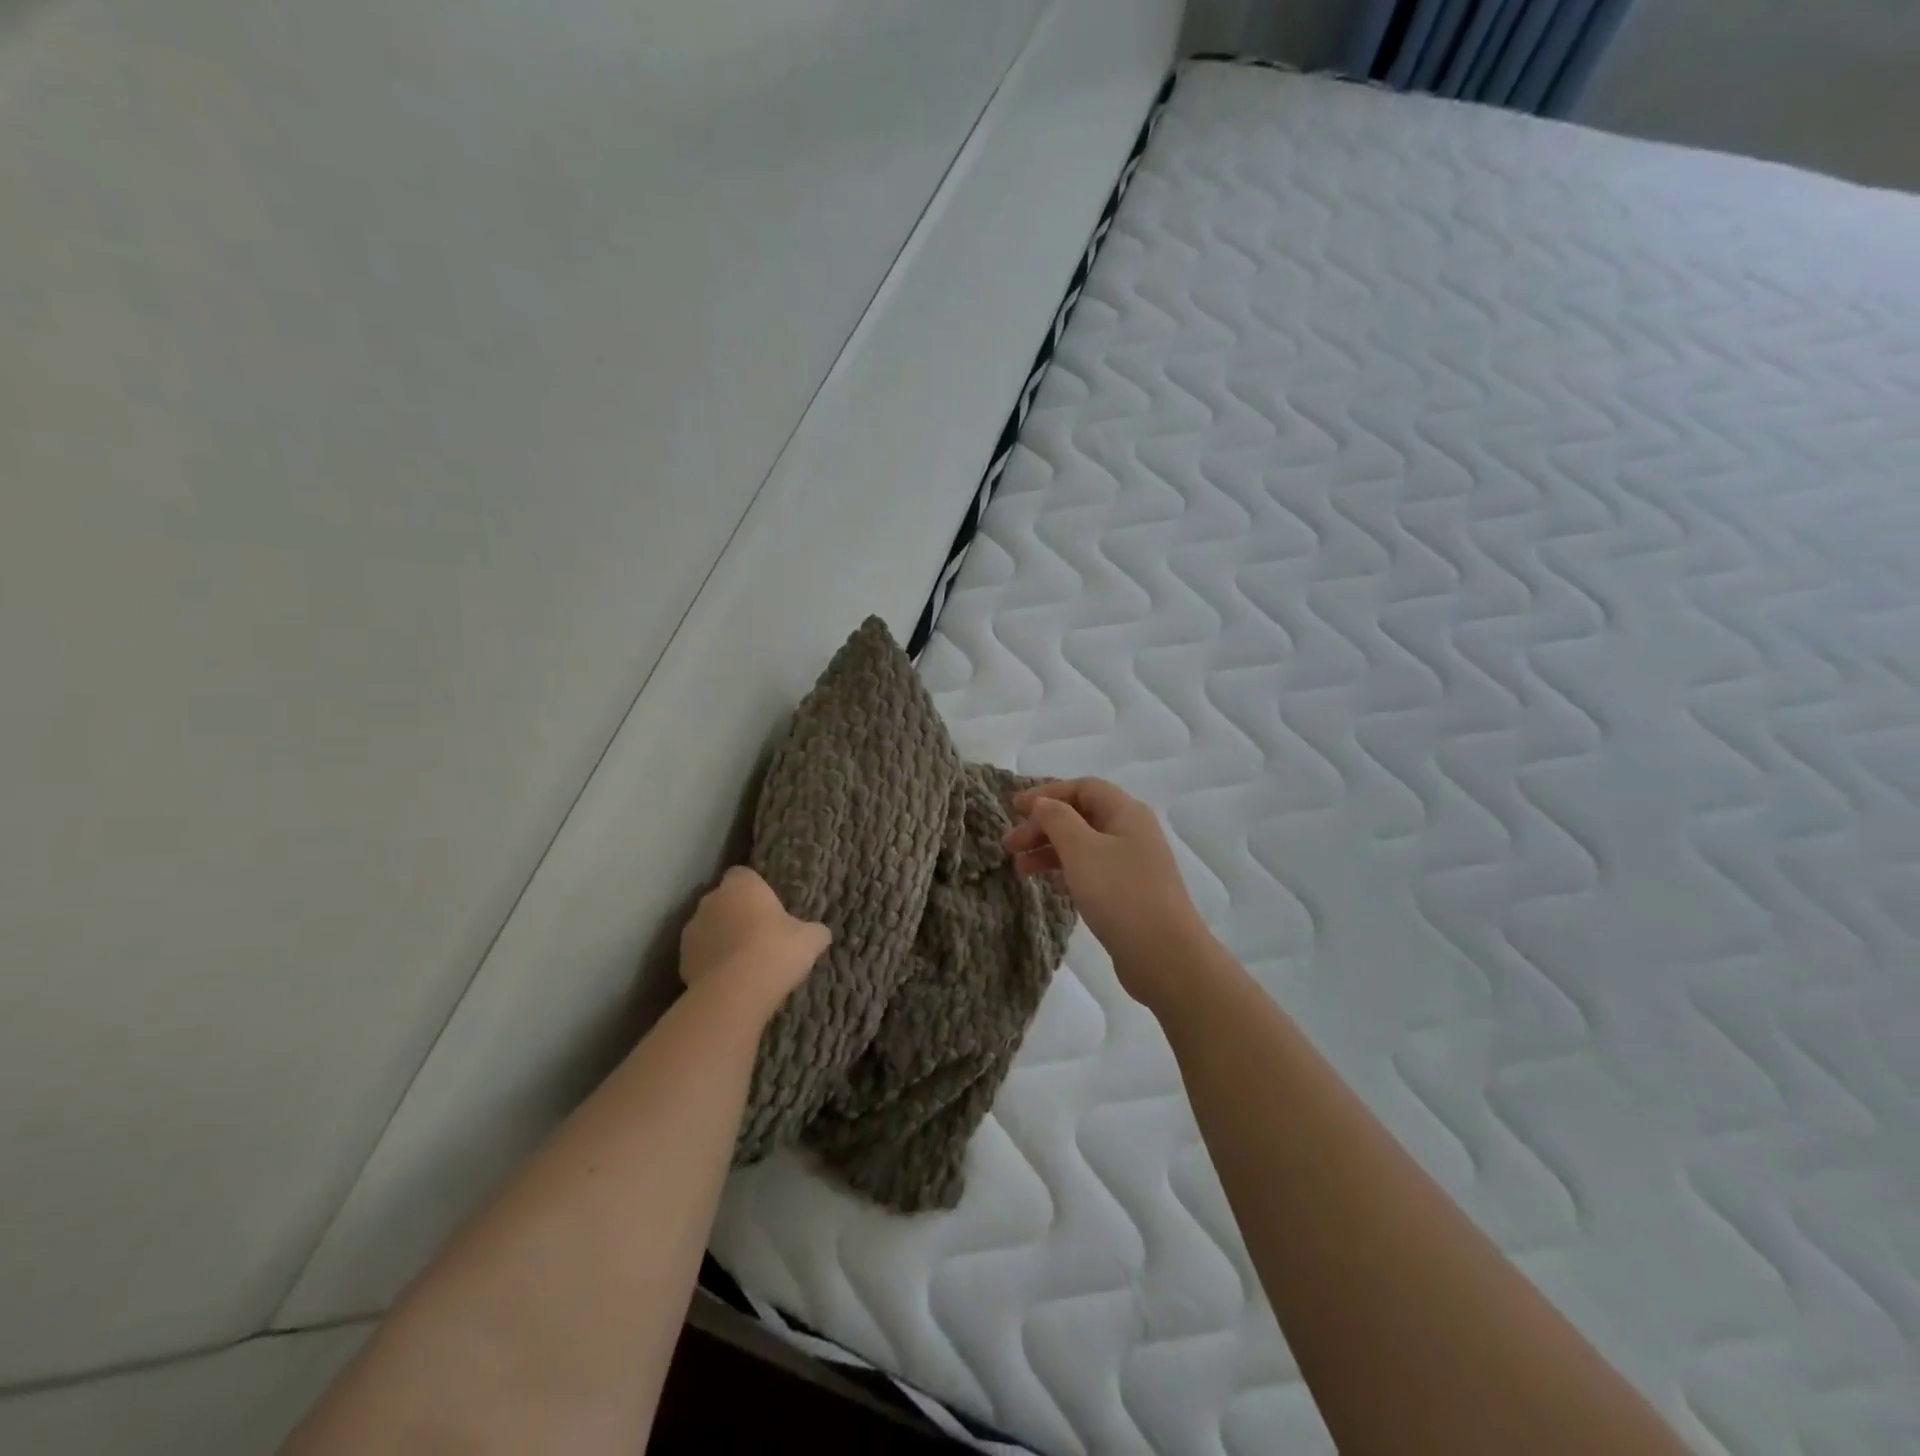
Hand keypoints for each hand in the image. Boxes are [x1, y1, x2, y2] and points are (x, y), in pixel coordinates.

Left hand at [679, 867, 829, 1019]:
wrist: (736, 992)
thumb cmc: (776, 951)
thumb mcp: (810, 940)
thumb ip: (814, 931)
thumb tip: (820, 932)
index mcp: (742, 885)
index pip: (743, 875)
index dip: (755, 890)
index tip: (769, 908)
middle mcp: (711, 900)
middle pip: (723, 901)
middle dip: (737, 914)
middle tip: (759, 936)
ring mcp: (692, 930)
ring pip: (709, 928)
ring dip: (721, 938)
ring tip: (743, 962)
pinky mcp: (681, 960)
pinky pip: (700, 955)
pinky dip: (711, 963)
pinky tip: (729, 980)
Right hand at [1002, 778, 1210, 1010]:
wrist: (1164, 956)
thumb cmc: (1120, 893)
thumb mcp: (1081, 849)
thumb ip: (1057, 819)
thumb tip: (1042, 802)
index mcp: (1126, 812)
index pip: (1083, 787)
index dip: (1046, 793)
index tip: (1013, 808)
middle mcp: (1132, 832)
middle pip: (1081, 816)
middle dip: (1043, 826)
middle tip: (1009, 844)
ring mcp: (1132, 865)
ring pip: (1083, 846)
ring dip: (1050, 851)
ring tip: (1020, 868)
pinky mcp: (1129, 894)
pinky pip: (1091, 871)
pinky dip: (1066, 872)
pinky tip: (1049, 885)